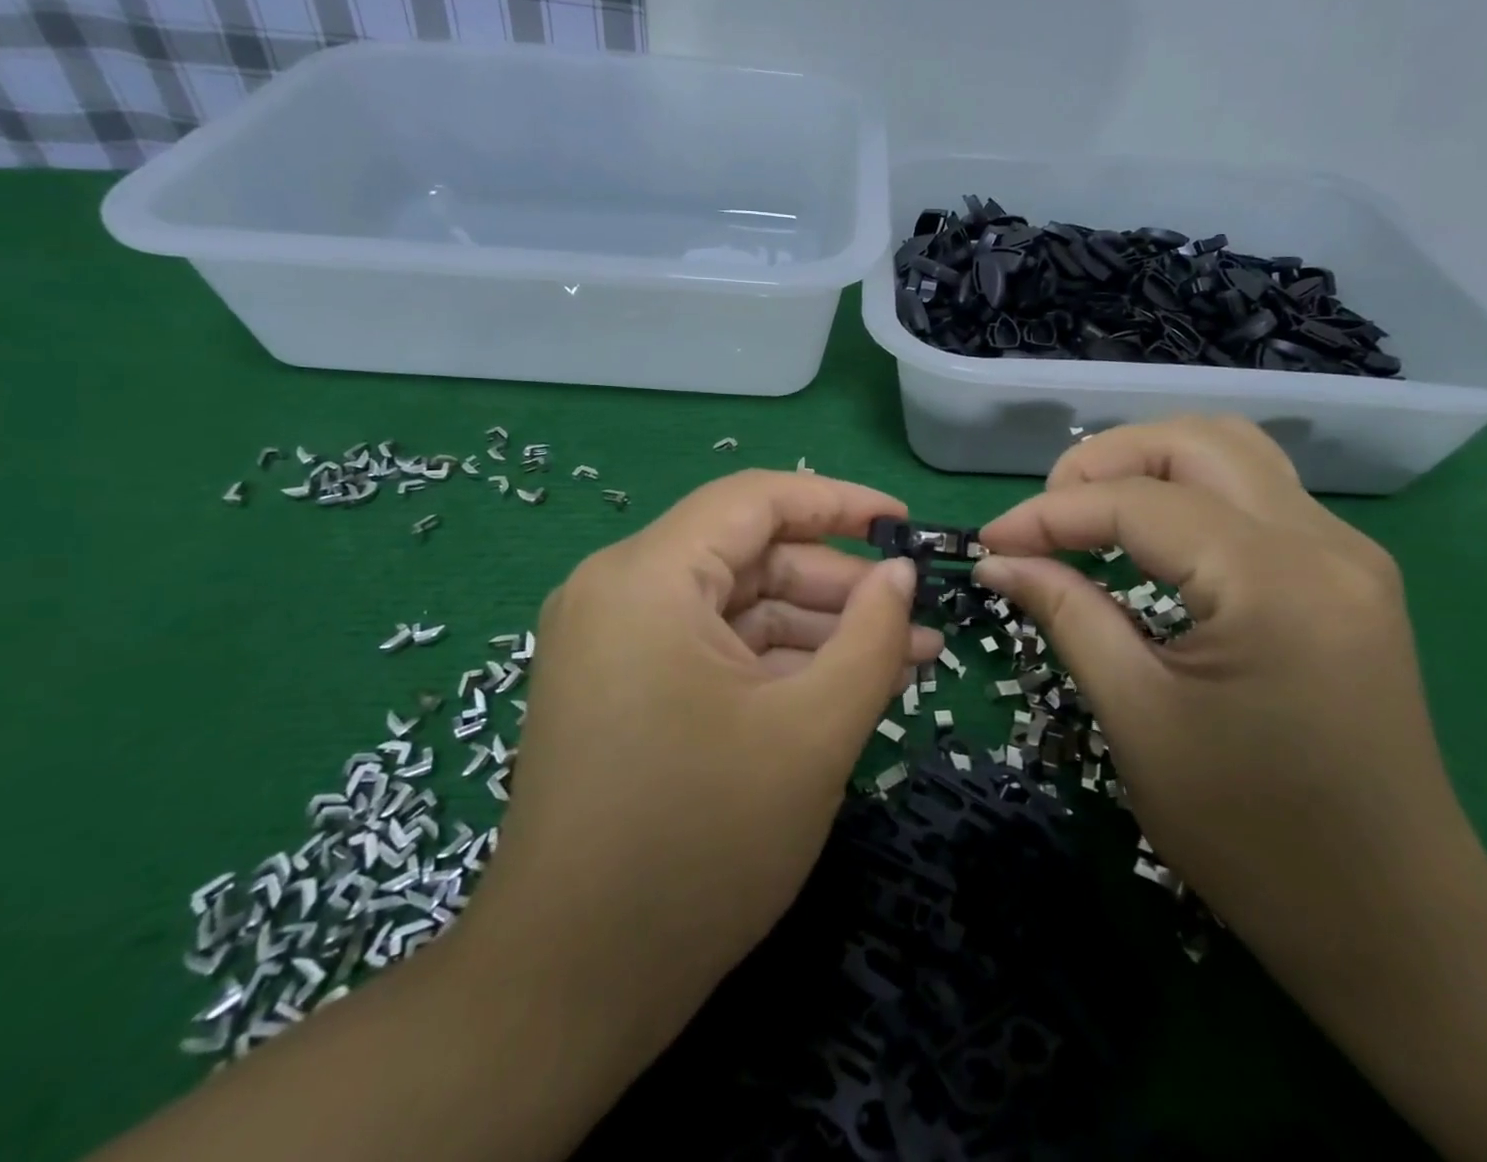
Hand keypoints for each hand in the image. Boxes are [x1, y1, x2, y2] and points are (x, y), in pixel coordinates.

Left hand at [457, 470, 940, 1078]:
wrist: (569, 987)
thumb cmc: (699, 846)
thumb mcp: (812, 732)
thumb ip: (871, 637)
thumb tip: (903, 573)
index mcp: (647, 577)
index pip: (755, 499)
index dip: (839, 501)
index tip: (907, 522)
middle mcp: (618, 590)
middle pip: (748, 555)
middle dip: (838, 584)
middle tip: (917, 620)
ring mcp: (613, 641)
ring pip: (735, 606)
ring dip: (815, 629)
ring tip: (902, 659)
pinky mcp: (619, 686)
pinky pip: (711, 648)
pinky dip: (774, 663)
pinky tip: (841, 687)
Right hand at [974, 416, 1486, 987]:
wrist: (1392, 918)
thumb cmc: (1251, 834)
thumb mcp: (1137, 718)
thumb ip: (1066, 614)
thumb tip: (998, 559)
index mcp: (1273, 585)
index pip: (1138, 503)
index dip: (1049, 514)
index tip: (989, 543)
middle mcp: (1324, 544)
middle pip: (1194, 441)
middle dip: (1101, 463)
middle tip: (1044, 520)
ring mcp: (1346, 553)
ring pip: (1231, 450)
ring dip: (1147, 465)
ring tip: (1088, 514)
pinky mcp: (1347, 573)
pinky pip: (1254, 491)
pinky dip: (1186, 492)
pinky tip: (1147, 534)